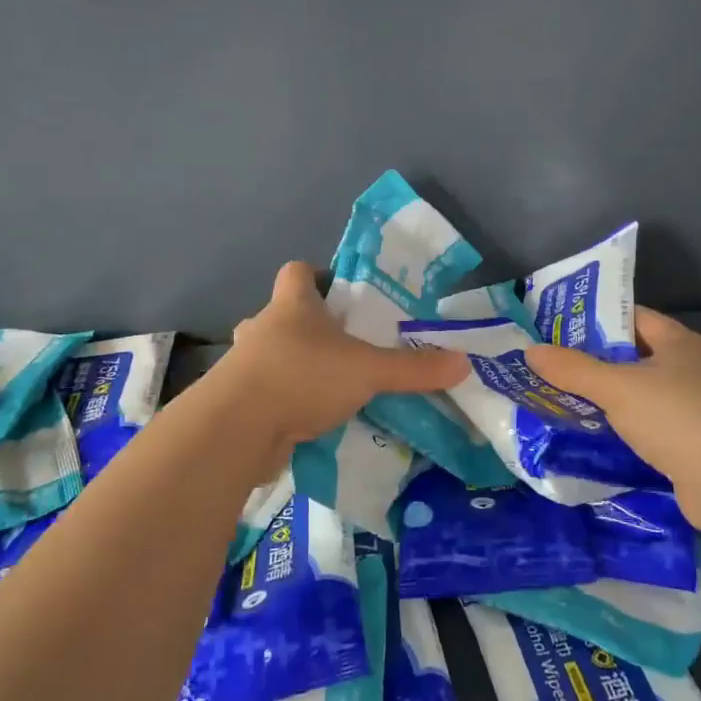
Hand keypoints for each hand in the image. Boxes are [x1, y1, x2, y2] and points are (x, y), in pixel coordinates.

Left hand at [210, 261, 469, 451]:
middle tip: (343, 345)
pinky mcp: (238, 403)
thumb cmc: (301, 377)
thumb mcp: (367, 371)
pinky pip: (266, 393)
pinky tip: (311, 421)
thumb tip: (464, 363)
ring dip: (294, 367)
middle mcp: (263, 328)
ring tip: (330, 385)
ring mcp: (245, 366)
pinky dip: (285, 402)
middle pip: (282, 314)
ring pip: (271, 356)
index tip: (339, 291)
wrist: (237, 430)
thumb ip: (413, 368)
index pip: (297, 271)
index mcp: (292, 305)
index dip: (316, 275)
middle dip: (309, 327)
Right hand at [527, 307, 700, 526]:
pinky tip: (596, 438)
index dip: (594, 320)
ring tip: (562, 401)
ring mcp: (698, 407)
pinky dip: (626, 430)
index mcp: (679, 342)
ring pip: (642, 394)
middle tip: (550, 367)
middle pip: (634, 356)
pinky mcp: (697, 444)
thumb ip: (572, 369)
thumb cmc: (678, 419)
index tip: (556, 329)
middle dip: (594, 362)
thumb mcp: (617, 388)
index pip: (631, 317)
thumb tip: (531, 351)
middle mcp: (692, 368)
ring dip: (609, 400)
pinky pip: (651, 427)